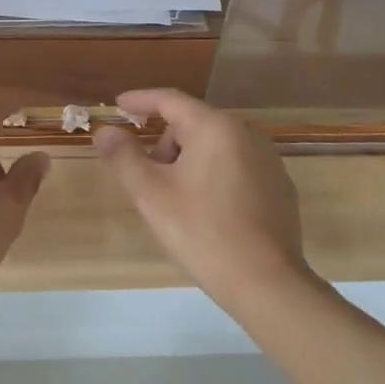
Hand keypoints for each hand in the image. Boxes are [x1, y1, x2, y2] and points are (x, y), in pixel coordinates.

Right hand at [94, 88, 315, 317]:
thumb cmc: (203, 232)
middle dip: (165, 144)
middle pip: (192, 125)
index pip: (170, 100)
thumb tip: (105, 132)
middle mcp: (246, 133)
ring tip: (178, 202)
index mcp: (215, 127)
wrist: (267, 283)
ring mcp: (268, 159)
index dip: (140, 100)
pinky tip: (209, 213)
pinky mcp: (279, 185)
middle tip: (149, 181)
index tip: (118, 106)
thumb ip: (123, 156)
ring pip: (214, 146)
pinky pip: (236, 166)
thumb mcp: (151, 194)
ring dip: (188, 162)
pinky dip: (214, 176)